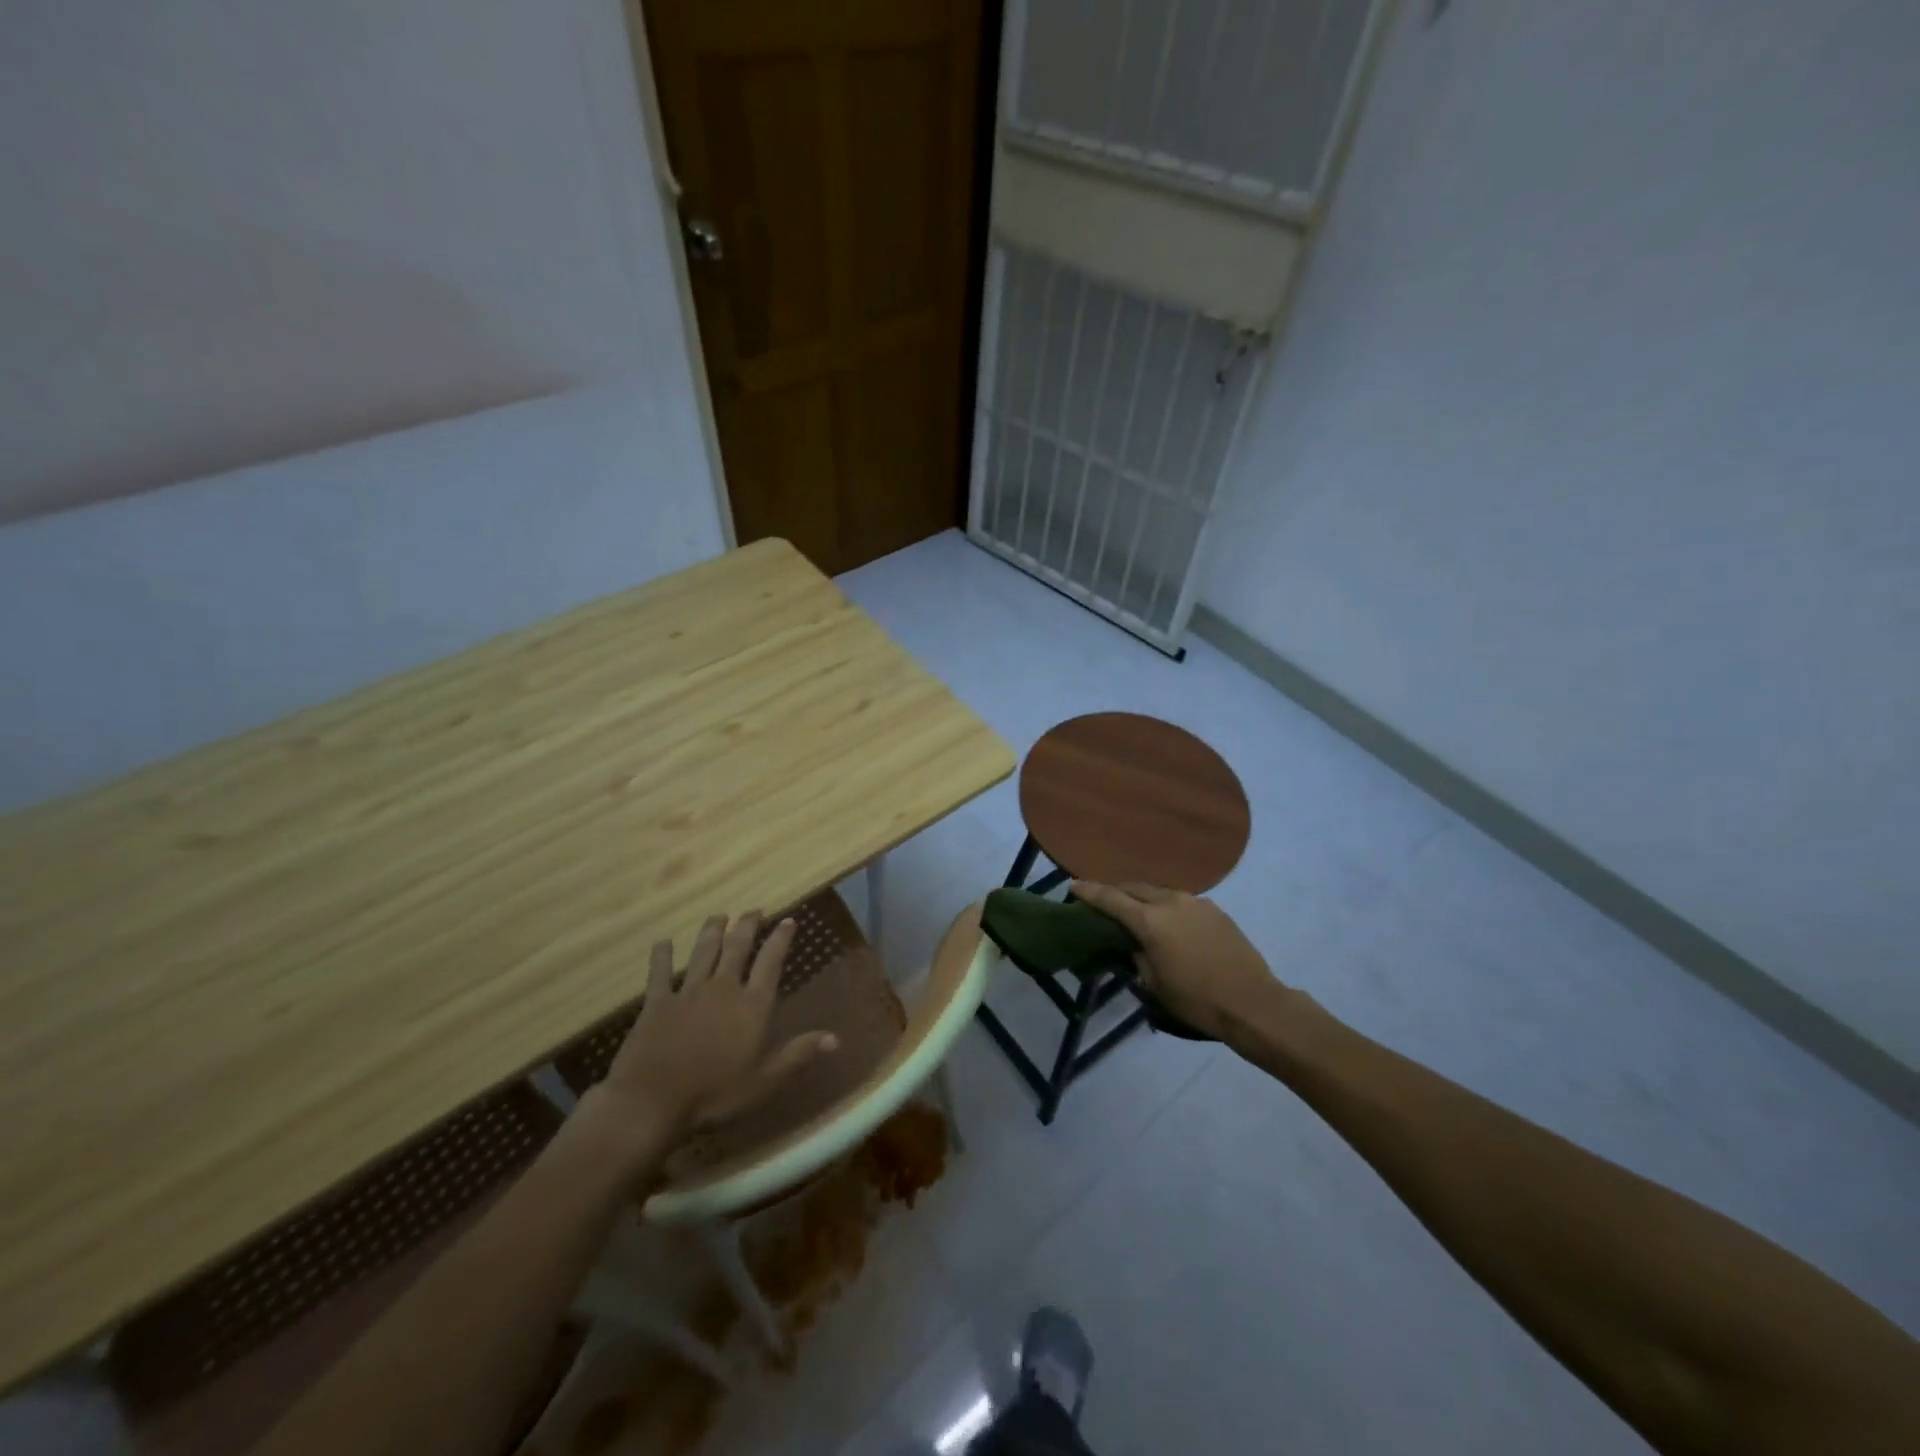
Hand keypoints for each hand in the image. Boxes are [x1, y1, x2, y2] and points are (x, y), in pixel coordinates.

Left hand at [591, 911, 836, 1142]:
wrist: (652, 1103)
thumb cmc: (715, 1095)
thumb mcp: (765, 1081)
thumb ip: (799, 1055)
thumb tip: (837, 1038)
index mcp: (752, 1005)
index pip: (771, 962)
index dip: (780, 939)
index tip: (787, 920)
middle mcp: (723, 988)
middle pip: (737, 948)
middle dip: (747, 926)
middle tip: (753, 910)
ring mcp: (688, 992)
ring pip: (703, 952)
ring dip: (712, 931)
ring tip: (718, 916)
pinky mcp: (657, 1003)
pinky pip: (660, 972)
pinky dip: (662, 955)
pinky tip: (663, 942)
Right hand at [1070, 882, 1292, 1043]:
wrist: (1253, 1003)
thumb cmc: (1197, 1000)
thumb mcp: (1155, 984)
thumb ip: (1137, 957)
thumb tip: (1133, 945)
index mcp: (1150, 921)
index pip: (1111, 899)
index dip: (1089, 892)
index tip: (1073, 886)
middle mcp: (1170, 902)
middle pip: (1134, 888)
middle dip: (1116, 891)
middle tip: (1102, 900)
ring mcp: (1195, 903)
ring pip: (1159, 892)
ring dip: (1142, 897)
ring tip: (1134, 909)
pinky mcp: (1214, 910)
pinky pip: (1180, 901)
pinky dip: (1165, 905)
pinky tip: (1167, 921)